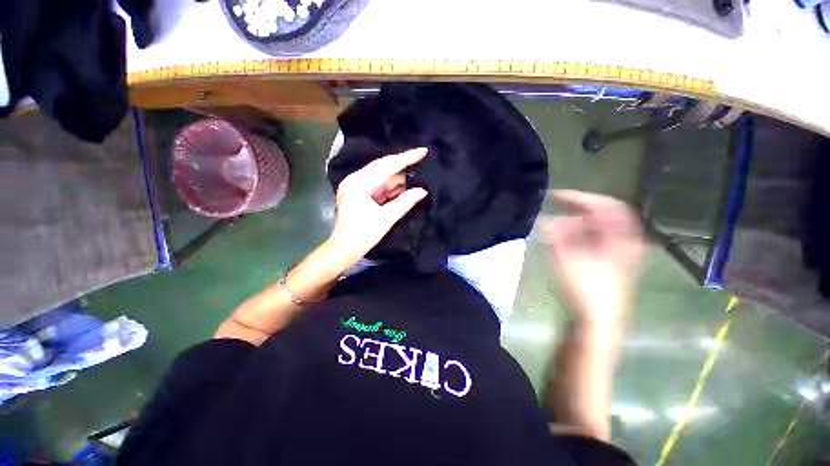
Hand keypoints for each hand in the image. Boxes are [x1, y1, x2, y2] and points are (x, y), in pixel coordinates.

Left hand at [329, 148, 428, 263]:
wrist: (344, 250)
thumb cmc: (362, 235)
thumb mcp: (385, 219)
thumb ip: (404, 202)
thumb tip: (423, 191)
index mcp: (359, 183)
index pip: (386, 166)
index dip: (406, 158)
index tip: (423, 151)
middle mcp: (356, 180)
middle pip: (384, 168)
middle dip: (403, 165)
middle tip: (422, 160)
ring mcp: (358, 187)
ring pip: (382, 177)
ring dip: (399, 178)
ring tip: (418, 174)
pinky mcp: (361, 195)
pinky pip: (380, 187)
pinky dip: (392, 188)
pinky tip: (405, 187)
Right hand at [539, 190, 643, 323]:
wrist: (601, 316)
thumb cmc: (588, 288)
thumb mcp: (570, 259)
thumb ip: (559, 236)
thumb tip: (548, 219)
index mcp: (622, 237)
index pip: (606, 205)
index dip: (582, 197)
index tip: (558, 196)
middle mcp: (625, 239)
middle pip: (603, 214)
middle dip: (577, 209)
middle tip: (557, 208)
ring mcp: (620, 249)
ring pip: (598, 225)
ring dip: (576, 222)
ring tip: (557, 225)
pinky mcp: (612, 258)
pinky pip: (596, 236)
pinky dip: (579, 233)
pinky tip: (566, 237)